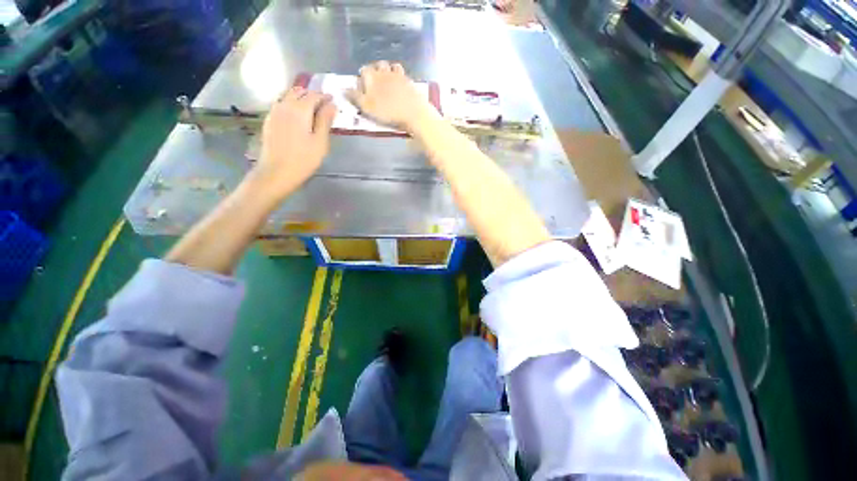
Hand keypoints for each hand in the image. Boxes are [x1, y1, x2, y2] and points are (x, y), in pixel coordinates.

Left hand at [254, 86, 335, 200]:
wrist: (277, 172)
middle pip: (299, 91)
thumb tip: (332, 105)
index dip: (325, 97)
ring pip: (288, 95)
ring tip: (311, 107)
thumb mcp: (320, 142)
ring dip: (300, 97)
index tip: (333, 100)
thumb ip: (325, 121)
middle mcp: (285, 105)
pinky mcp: (269, 120)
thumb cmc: (304, 159)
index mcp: (300, 110)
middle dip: (312, 94)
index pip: (314, 96)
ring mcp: (274, 112)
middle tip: (324, 103)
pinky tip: (296, 114)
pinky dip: (291, 103)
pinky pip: (281, 103)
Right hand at [346, 61, 436, 132]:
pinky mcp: (410, 81)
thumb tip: (343, 89)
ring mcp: (398, 75)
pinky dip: (399, 78)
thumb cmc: (388, 112)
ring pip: (391, 67)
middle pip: (377, 66)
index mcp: (372, 76)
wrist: (413, 113)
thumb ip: (355, 97)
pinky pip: (402, 75)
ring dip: (387, 72)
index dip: (362, 80)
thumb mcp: (367, 107)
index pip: (363, 71)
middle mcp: (384, 71)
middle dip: (375, 73)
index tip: (363, 91)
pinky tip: (400, 86)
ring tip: (388, 84)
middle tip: (375, 87)